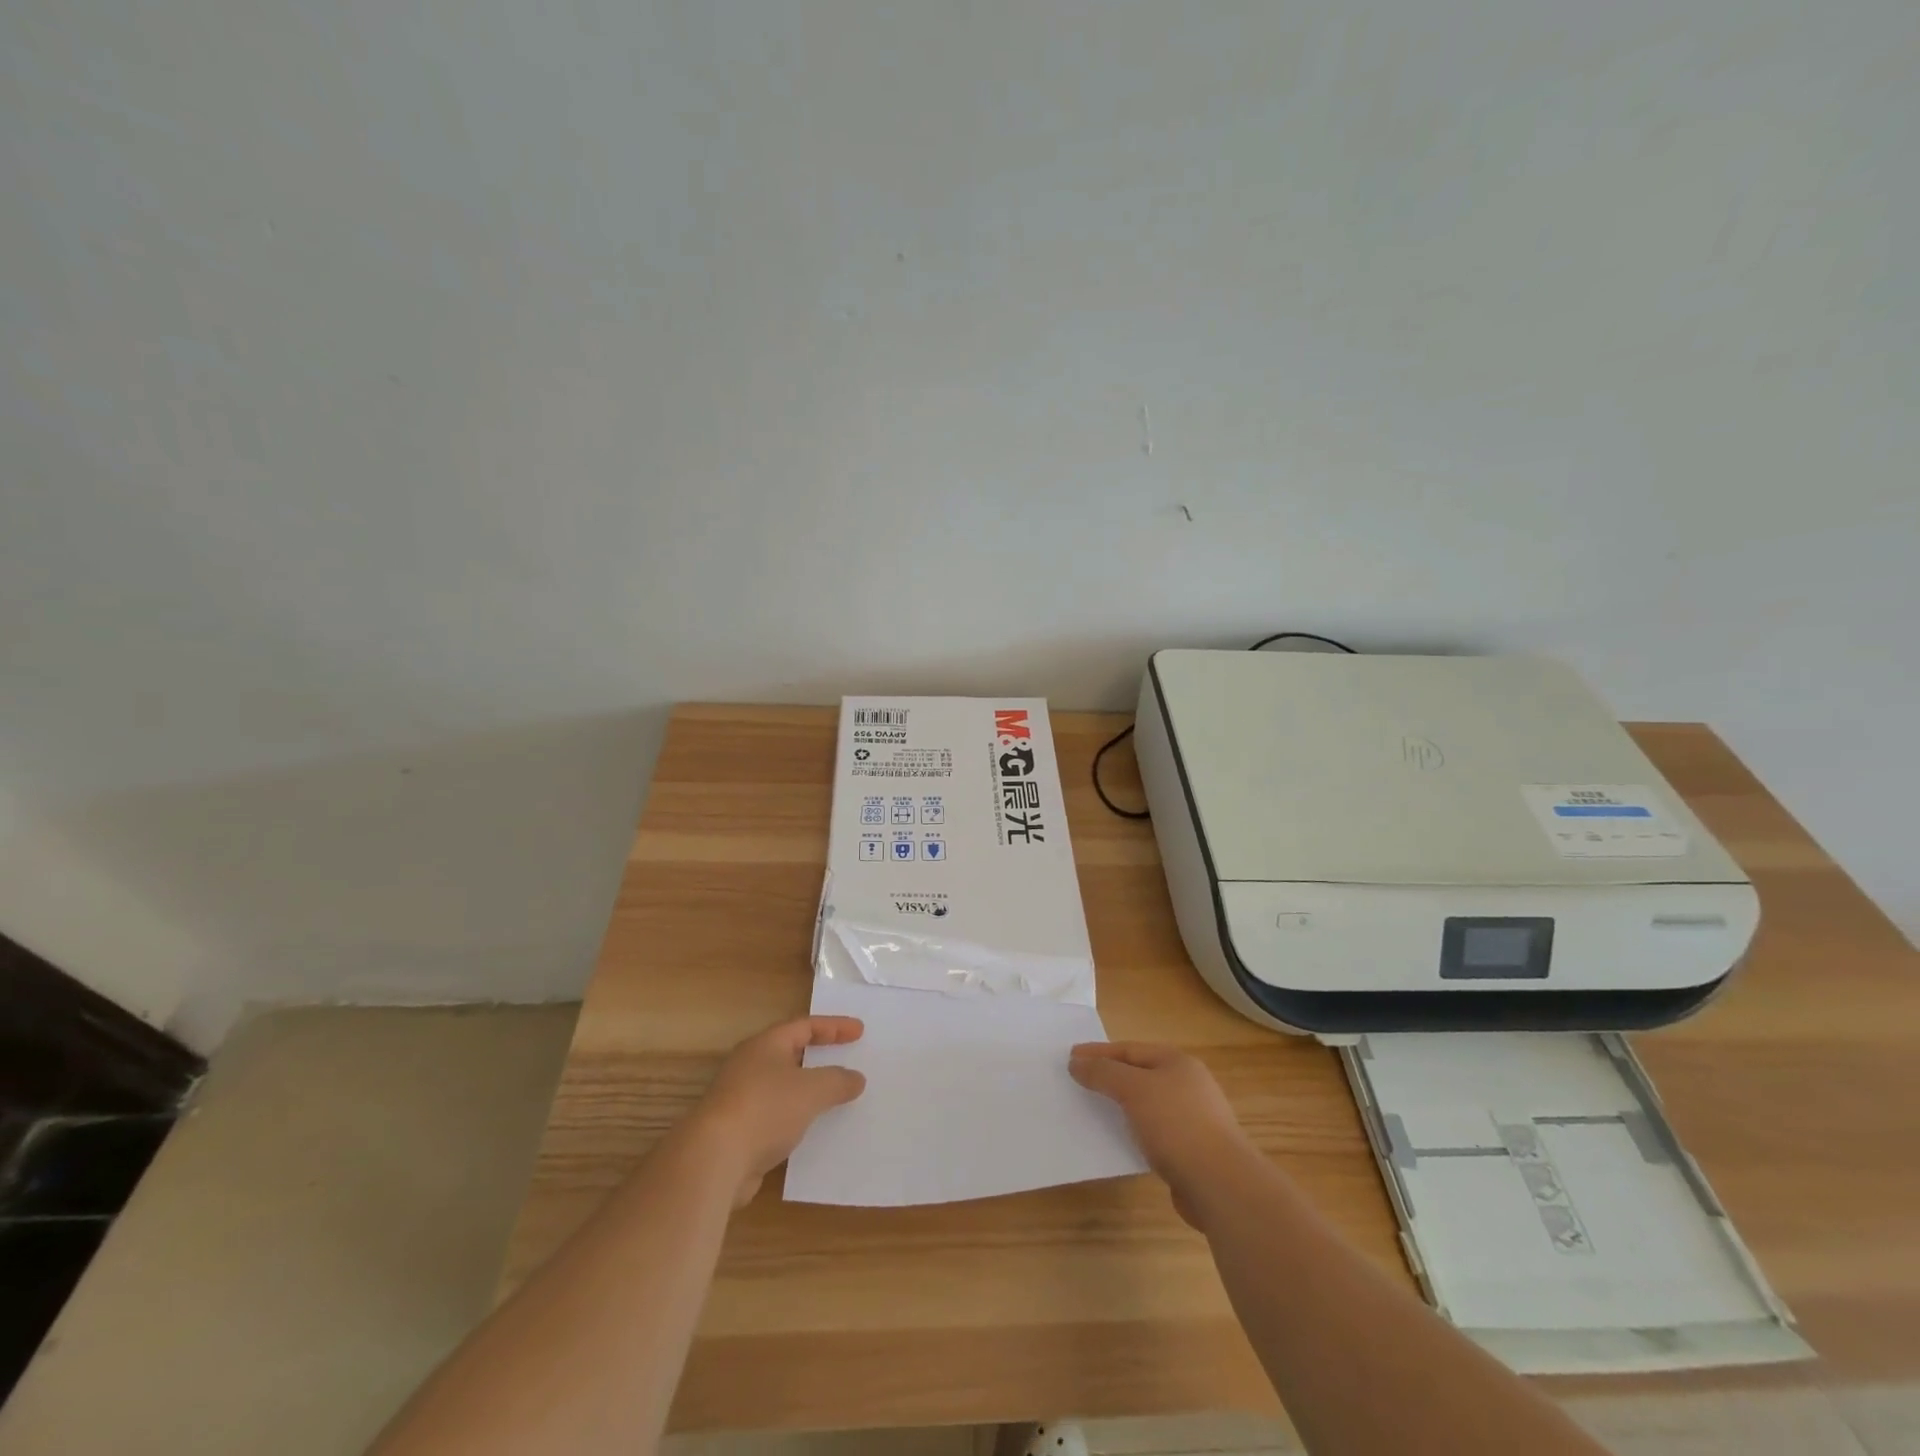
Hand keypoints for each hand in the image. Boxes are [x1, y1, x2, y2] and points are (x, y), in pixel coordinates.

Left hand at [690, 1016, 866, 1204]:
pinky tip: (813, 1133)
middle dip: (819, 1057)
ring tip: (835, 1098)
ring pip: (783, 1088)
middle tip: (847, 1059)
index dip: (834, 1027)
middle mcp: (750, 1066)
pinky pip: (776, 1118)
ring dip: (808, 1092)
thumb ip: (837, 1081)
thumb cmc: (765, 1109)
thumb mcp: (812, 1090)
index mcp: (766, 1045)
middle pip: (790, 1054)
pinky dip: (797, 1120)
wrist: (713, 1161)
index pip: (805, 1026)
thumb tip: (856, 1078)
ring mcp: (741, 1100)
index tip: (860, 1031)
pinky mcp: (738, 1133)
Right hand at [1069, 1043, 1255, 1228]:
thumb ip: (1103, 1072)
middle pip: (1139, 1074)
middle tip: (1079, 1082)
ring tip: (1093, 1111)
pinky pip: (1153, 1132)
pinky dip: (1133, 1131)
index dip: (1098, 1052)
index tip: (1070, 1057)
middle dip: (1109, 1077)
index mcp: (1177, 1063)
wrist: (1221, 1184)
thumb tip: (1076, 1062)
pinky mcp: (1191, 1150)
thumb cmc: (1176, 1125)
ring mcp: (1193, 1119)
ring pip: (1146, 1104)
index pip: (1129, 1049)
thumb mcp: (1134, 1089)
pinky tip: (1119, 1141)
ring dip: (1120, 1106)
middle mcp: (1188, 1085)